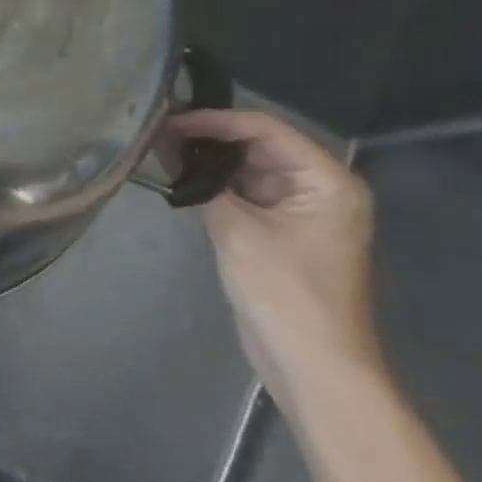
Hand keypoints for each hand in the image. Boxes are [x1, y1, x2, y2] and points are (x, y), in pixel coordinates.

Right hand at [170, 108, 383, 414]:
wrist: (313, 361)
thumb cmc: (285, 293)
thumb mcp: (238, 233)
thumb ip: (202, 185)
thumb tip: (164, 146)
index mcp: (327, 181)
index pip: (264, 129)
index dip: (212, 120)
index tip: (164, 120)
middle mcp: (319, 187)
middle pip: (257, 145)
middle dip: (206, 137)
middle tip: (154, 130)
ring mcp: (300, 210)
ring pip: (247, 169)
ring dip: (206, 161)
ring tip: (156, 149)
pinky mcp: (281, 230)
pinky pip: (244, 194)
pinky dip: (213, 186)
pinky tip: (177, 180)